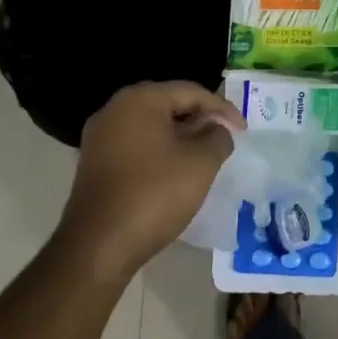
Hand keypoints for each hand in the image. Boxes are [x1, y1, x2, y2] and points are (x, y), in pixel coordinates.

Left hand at [55, 82, 243, 280]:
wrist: (98, 247)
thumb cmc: (154, 194)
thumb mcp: (201, 163)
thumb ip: (218, 137)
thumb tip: (216, 131)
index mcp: (139, 100)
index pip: (191, 92)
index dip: (222, 109)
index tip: (243, 130)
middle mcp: (114, 109)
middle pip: (169, 104)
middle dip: (199, 118)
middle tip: (224, 136)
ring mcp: (100, 137)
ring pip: (151, 125)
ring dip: (180, 135)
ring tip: (204, 153)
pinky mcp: (94, 162)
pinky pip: (135, 144)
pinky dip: (159, 149)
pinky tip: (175, 169)